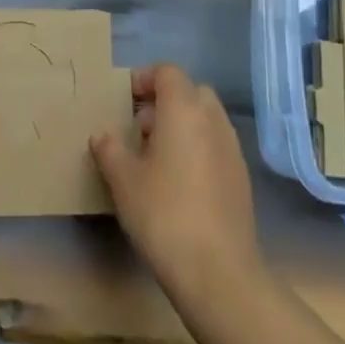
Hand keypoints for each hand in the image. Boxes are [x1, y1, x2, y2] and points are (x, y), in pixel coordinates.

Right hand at [90, 63, 261, 305]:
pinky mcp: (242, 178)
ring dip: (182, 125)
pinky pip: (216, 145)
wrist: (218, 271)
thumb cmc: (163, 213)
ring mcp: (232, 149)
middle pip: (191, 92)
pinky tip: (178, 183)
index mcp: (184, 110)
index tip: (124, 101)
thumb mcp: (123, 180)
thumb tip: (103, 136)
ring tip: (156, 158)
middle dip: (165, 101)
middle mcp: (213, 121)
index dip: (144, 79)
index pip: (167, 72)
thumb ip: (109, 149)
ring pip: (206, 119)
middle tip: (139, 129)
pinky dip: (197, 149)